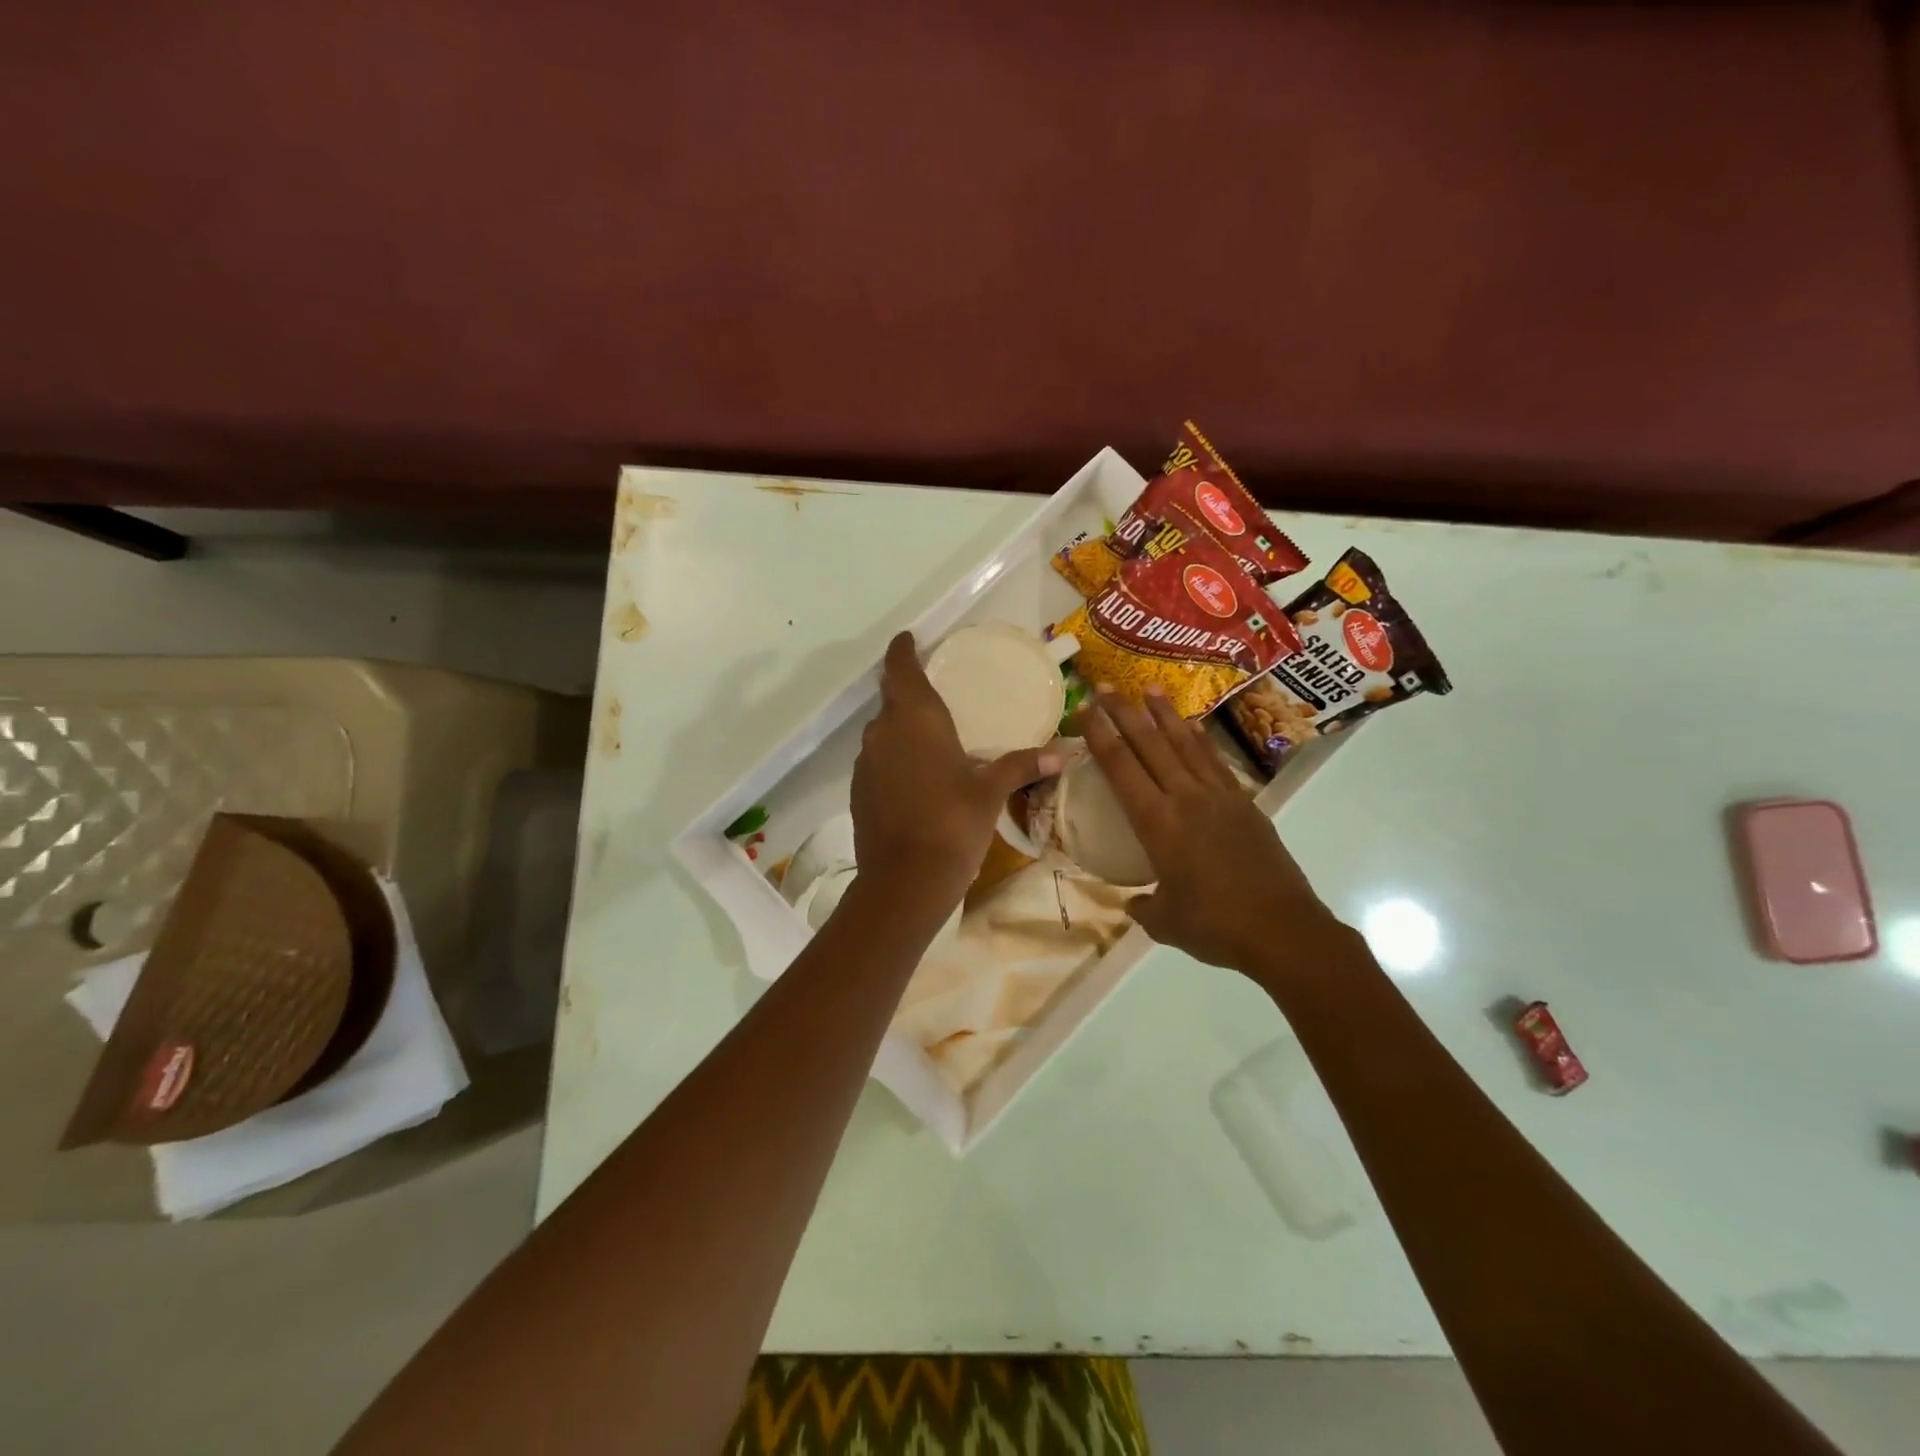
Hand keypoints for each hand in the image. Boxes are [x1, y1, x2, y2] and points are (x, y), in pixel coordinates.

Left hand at [849, 633, 1059, 914]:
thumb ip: (1022, 765)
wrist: (905, 881)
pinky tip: (917, 777)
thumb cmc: (953, 824)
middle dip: (910, 691)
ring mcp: (865, 762)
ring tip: (932, 738)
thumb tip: (1063, 751)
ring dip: (903, 728)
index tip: (910, 639)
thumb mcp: (991, 792)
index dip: (903, 650)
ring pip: (883, 731)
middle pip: (892, 698)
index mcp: (916, 719)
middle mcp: (883, 731)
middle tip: (937, 692)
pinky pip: (878, 760)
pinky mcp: (858, 790)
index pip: (900, 668)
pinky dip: (895, 758)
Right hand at [1081, 685, 1345, 978]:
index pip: (1121, 768)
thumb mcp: (1165, 921)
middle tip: (1105, 686)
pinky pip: (1214, 761)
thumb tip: (1135, 901)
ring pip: (1185, 744)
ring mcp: (1219, 797)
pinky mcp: (1245, 803)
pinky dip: (1199, 739)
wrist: (1283, 930)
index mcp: (1158, 823)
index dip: (1100, 736)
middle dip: (1124, 713)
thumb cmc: (1215, 927)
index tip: (1083, 711)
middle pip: (1150, 744)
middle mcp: (1185, 798)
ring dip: (1164, 715)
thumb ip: (1144, 905)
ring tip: (1150, 688)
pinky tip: (1192, 727)